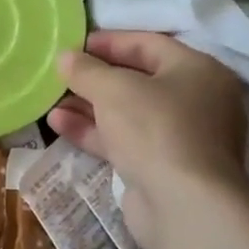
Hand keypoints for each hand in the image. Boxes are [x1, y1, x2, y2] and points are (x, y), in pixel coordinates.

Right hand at [48, 31, 248, 240]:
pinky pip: (125, 140)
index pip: (147, 43)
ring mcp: (181, 137)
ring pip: (127, 113)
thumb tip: (65, 57)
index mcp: (197, 70)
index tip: (72, 45)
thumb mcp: (113, 89)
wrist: (184, 206)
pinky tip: (59, 124)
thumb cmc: (156, 129)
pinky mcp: (163, 167)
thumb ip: (86, 70)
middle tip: (59, 74)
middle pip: (137, 79)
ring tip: (51, 100)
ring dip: (88, 106)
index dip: (108, 42)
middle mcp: (196, 101)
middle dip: (94, 78)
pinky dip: (94, 131)